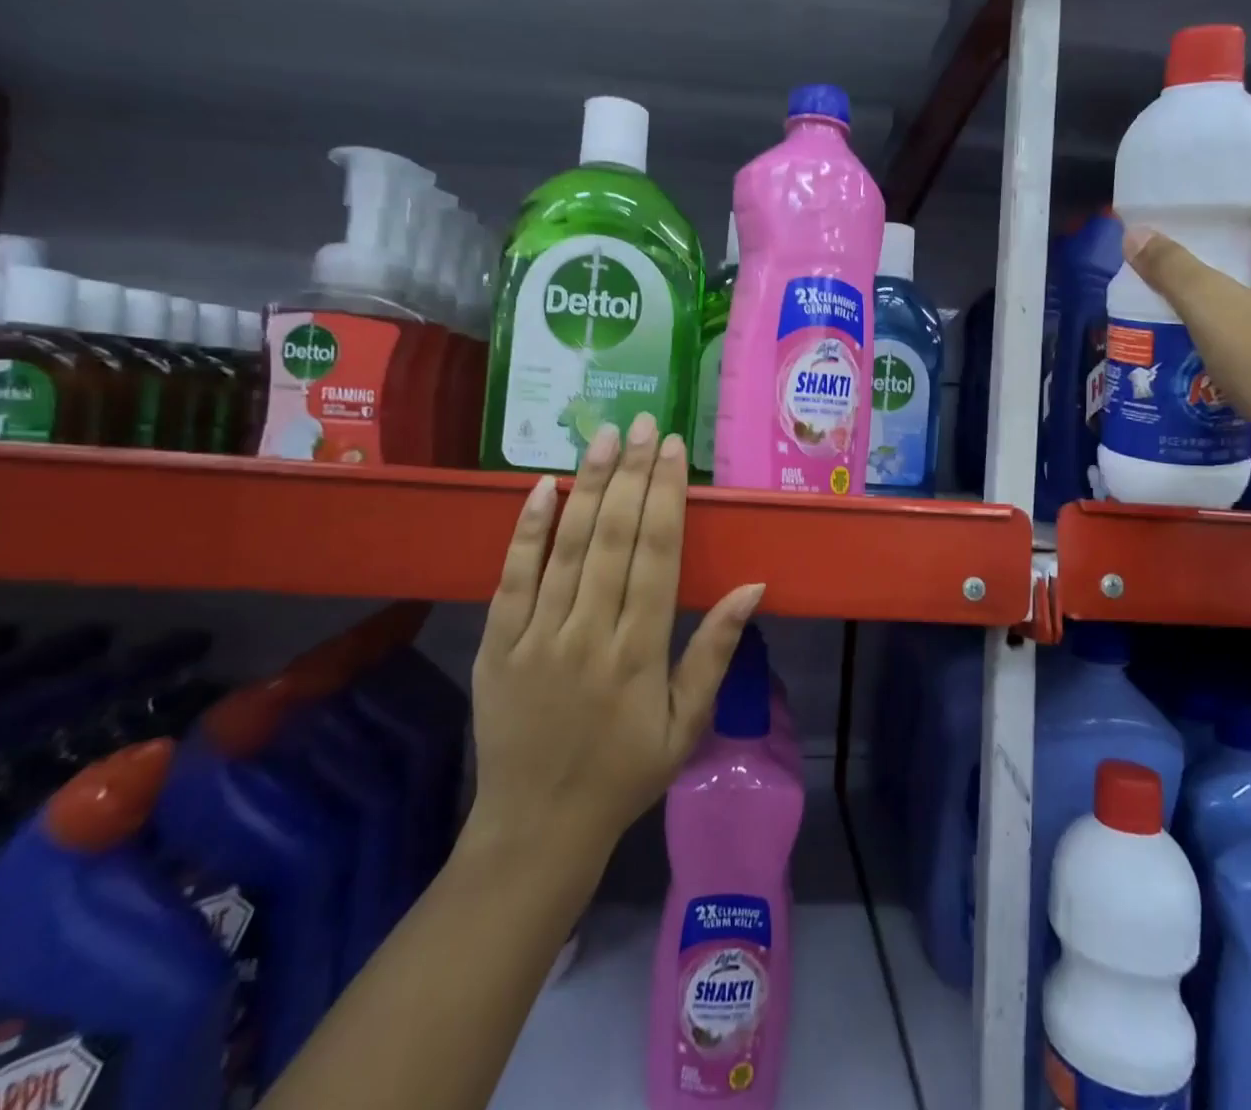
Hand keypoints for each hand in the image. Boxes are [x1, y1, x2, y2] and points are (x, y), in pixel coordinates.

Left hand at [463, 415, 764, 863]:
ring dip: (587, 486)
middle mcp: (588, 633)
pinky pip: (511, 577)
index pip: (657, 554)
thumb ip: (714, 651)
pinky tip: (544, 486)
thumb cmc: (624, 774)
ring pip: (566, 546)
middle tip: (642, 423)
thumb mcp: (686, 724)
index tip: (673, 449)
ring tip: (603, 437)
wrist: (537, 827)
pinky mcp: (497, 644)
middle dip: (631, 473)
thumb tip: (752, 585)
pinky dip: (528, 529)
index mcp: (639, 652)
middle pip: (613, 537)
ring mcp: (536, 636)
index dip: (667, 495)